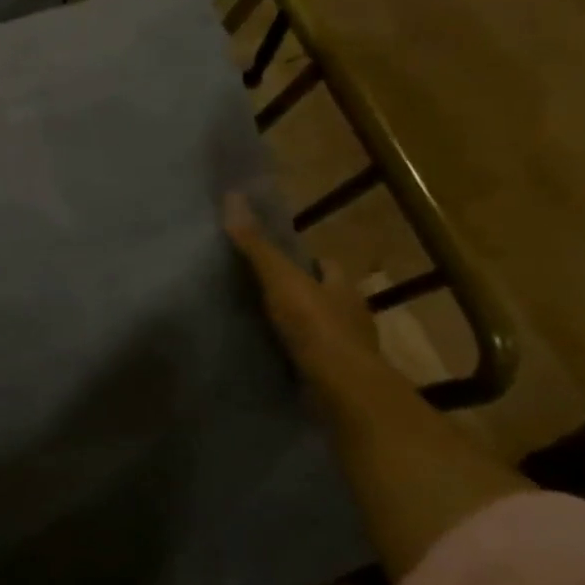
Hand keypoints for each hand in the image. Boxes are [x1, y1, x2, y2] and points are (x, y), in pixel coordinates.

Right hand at [224, 192, 378, 386]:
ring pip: (323, 328)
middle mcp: (351, 314)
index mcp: (342, 286)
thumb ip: (257, 245)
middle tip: (266, 293)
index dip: (307, 261)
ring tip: (265, 326)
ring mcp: (347, 348)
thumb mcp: (280, 279)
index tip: (281, 261)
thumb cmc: (314, 325)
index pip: (328, 265)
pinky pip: (315, 358)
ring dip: (302, 327)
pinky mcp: (337, 376)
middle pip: (326, 295)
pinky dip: (299, 355)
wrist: (340, 387)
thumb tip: (233, 197)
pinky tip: (276, 356)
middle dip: (304, 294)